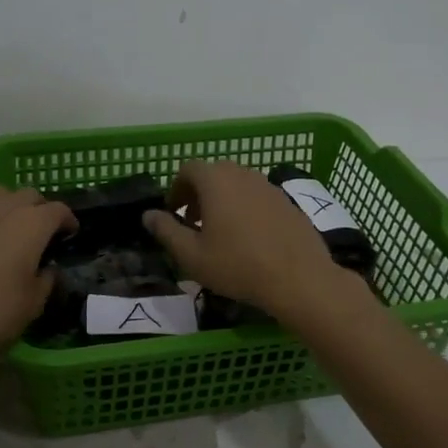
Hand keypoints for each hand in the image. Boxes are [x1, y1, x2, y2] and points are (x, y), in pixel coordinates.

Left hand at [0, 187, 75, 361]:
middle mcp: (5, 207)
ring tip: (7, 226)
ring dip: (9, 205)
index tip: (69, 233)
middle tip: (40, 232)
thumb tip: (46, 270)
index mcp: (33, 224)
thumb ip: (45, 281)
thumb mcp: (32, 305)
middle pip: (29, 195)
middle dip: (39, 209)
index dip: (67, 220)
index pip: (59, 210)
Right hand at [143, 160, 352, 322]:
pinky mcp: (288, 202)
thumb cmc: (238, 265)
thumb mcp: (192, 255)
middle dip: (199, 193)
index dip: (177, 188)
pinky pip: (258, 197)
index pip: (189, 169)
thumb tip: (148, 215)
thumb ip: (166, 231)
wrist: (299, 278)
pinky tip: (250, 238)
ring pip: (238, 184)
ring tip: (221, 232)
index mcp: (216, 181)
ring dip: (223, 200)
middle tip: (194, 223)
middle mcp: (243, 174)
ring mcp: (269, 186)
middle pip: (214, 173)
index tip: (174, 213)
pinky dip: (246, 208)